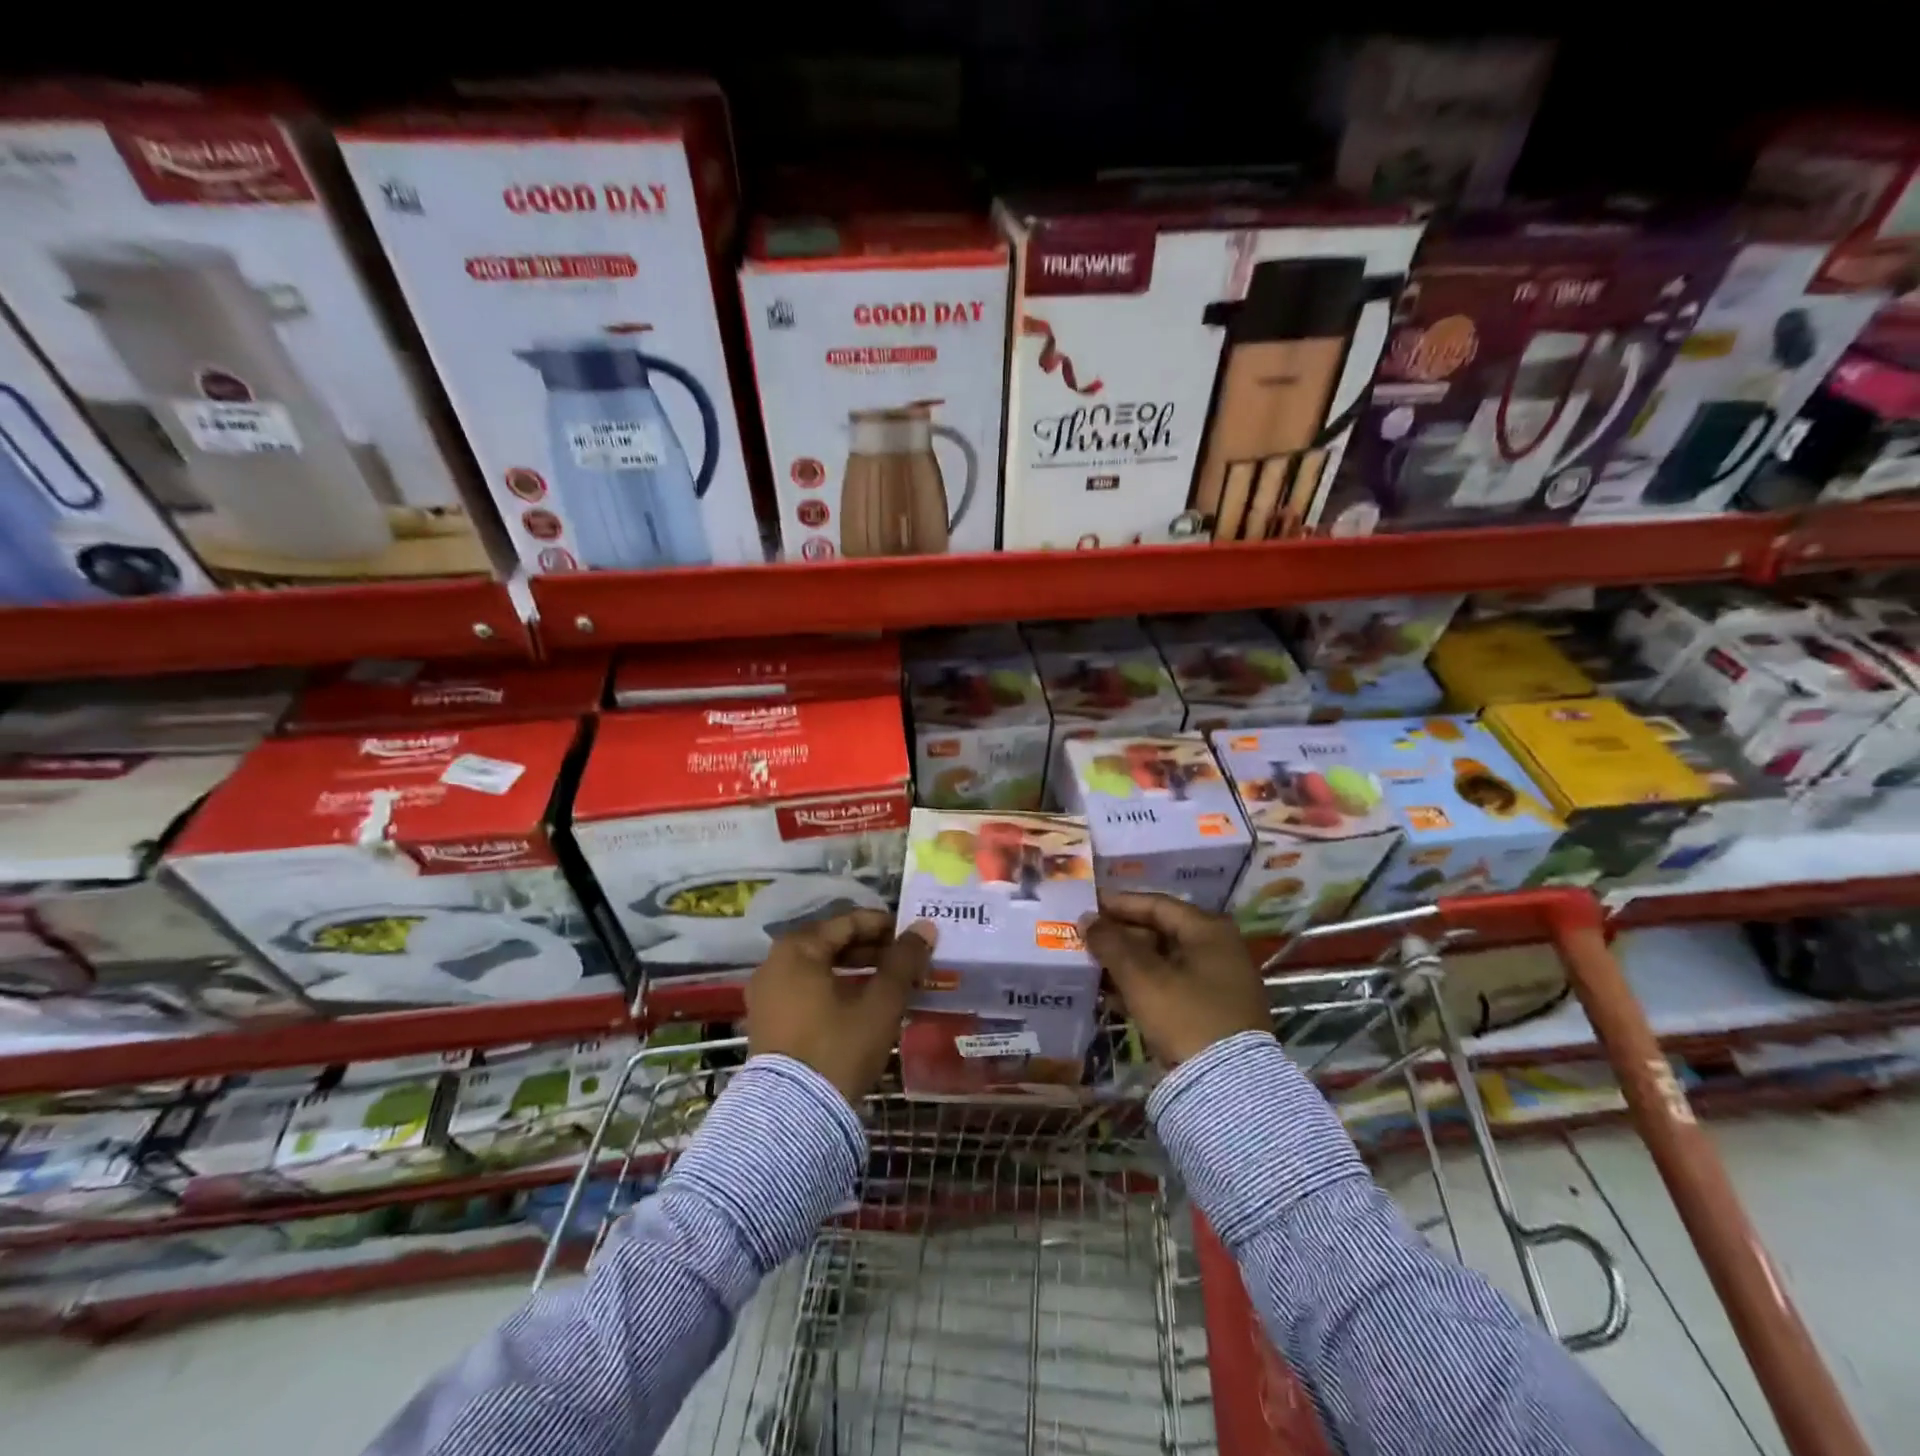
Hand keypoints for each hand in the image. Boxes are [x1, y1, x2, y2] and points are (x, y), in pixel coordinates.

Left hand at [746, 910, 935, 1103]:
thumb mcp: (880, 1002)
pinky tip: (863, 1004)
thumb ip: (904, 961)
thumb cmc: (839, 1046)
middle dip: (871, 949)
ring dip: (856, 970)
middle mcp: (774, 963)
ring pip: (819, 968)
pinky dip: (835, 989)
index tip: (913, 937)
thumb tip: (925, 928)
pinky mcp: (768, 1021)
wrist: (792, 1117)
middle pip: (831, 943)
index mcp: (797, 948)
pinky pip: (807, 990)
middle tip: (906, 960)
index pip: (848, 921)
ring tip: (891, 982)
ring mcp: (767, 994)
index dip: (884, 926)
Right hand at [1080, 891, 1270, 1064]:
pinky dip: (1143, 987)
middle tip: (1085, 939)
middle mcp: (1218, 949)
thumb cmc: (1185, 1016)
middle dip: (1120, 936)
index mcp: (1208, 931)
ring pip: (1163, 962)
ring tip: (1091, 966)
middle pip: (1160, 932)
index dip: (1118, 904)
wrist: (1229, 1087)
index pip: (1156, 905)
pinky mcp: (1212, 1012)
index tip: (1087, 906)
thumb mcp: (1142, 977)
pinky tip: (1112, 995)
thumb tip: (1087, 919)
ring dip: (1127, 964)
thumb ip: (1111, 944)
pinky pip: (1170, 987)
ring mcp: (1218, 982)